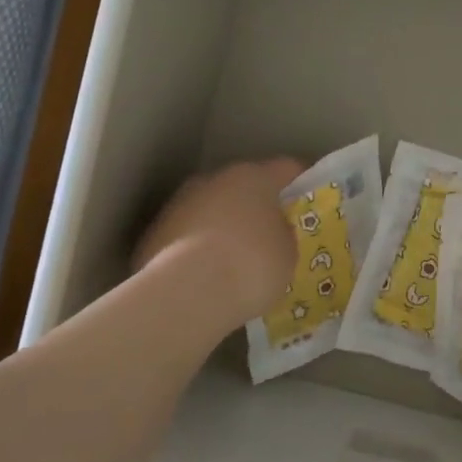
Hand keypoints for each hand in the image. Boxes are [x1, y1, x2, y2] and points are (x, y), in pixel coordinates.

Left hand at [135, 158, 303, 322]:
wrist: (186, 293)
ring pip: (210, 208)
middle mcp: (214, 179)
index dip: (300, 182)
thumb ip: (282, 235)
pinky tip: (204, 275)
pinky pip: (186, 234)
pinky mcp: (154, 232)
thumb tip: (272, 232)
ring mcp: (180, 203)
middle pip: (242, 186)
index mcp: (254, 177)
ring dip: (223, 225)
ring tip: (234, 259)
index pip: (286, 168)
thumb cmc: (251, 265)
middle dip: (255, 205)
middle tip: (270, 232)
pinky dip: (196, 248)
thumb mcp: (286, 253)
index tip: (308, 199)